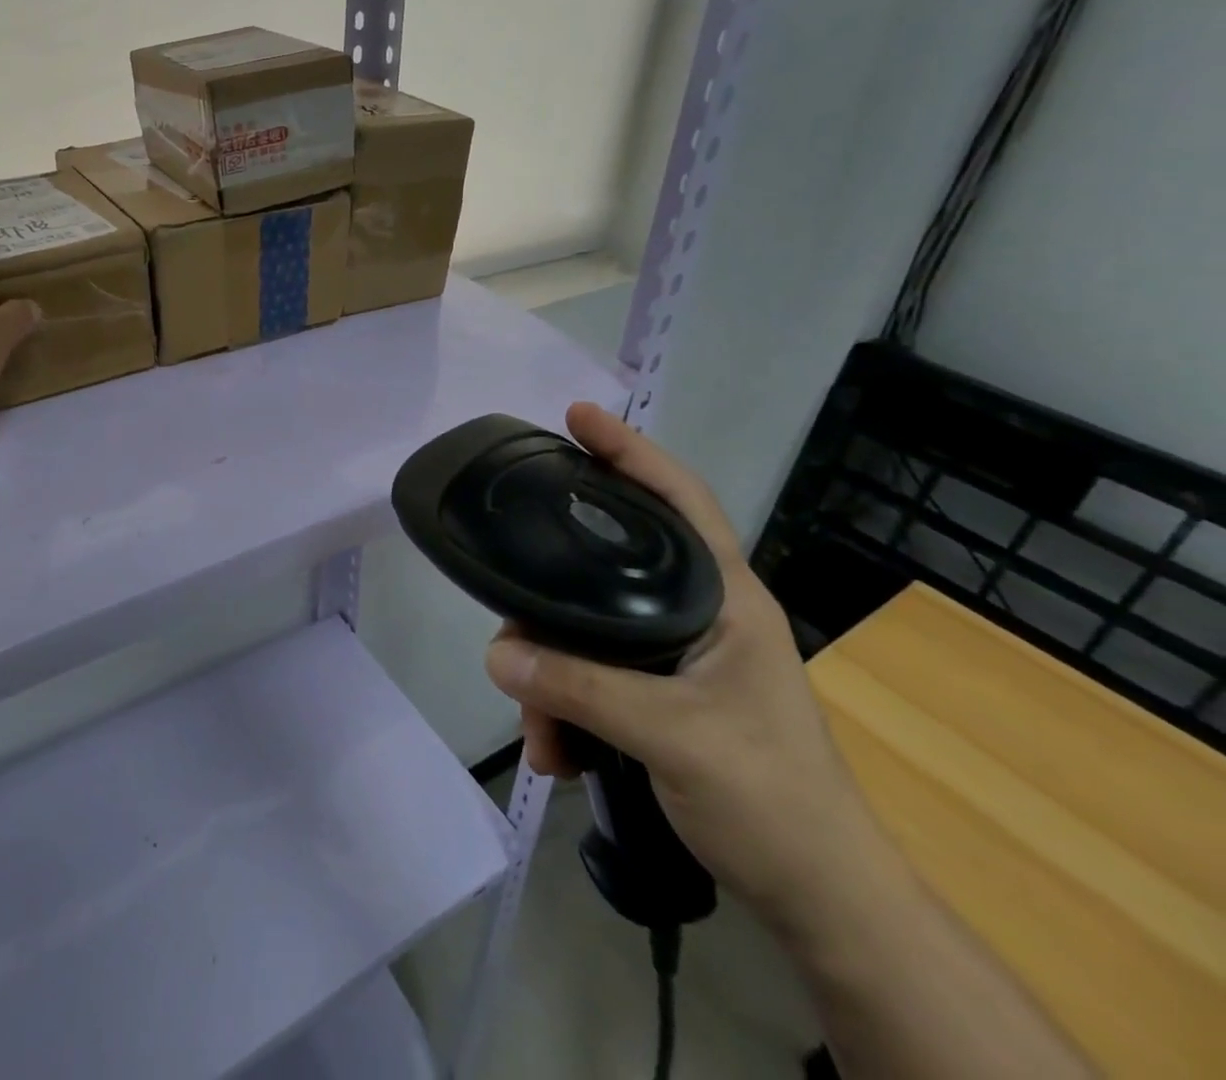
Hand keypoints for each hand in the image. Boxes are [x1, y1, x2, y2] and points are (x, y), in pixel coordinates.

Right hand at [483, 403, 879, 930]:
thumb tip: (496, 652)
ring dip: (552, 678)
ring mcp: (676, 656)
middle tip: (510, 607)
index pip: (680, 500)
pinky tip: (556, 751)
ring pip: (589, 632)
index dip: (631, 451)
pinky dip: (565, 708)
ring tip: (540, 735)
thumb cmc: (770, 798)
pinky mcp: (658, 696)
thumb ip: (580, 689)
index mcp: (724, 598)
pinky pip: (591, 677)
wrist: (820, 900)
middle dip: (553, 599)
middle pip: (608, 569)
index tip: (578, 416)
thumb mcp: (672, 737)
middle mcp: (698, 613)